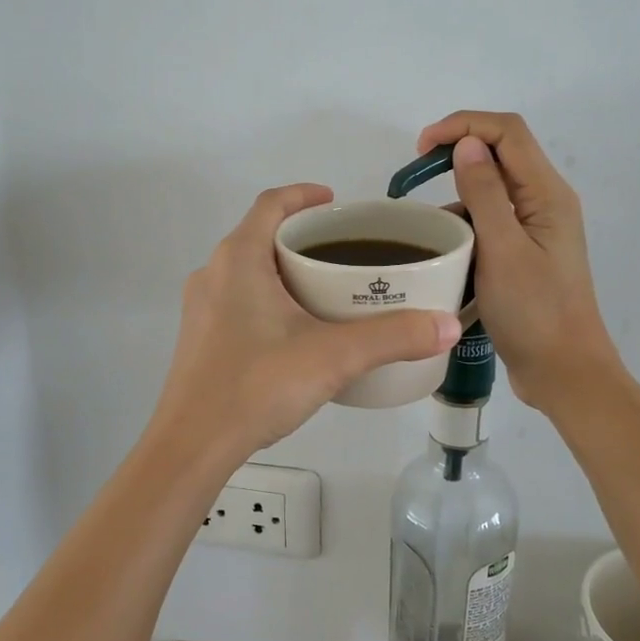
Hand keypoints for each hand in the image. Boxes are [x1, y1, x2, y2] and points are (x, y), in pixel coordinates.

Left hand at [148, 184, 461, 462]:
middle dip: (302, 236)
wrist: (192, 445)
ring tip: (326, 289)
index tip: (336, 203)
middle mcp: (213, 272)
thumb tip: (447, 325)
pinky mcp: (198, 338)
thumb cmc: (257, 385)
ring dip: (284, 269)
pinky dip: (268, 297)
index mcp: (239, 258)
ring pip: (247, 269)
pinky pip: (237, 299)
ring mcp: (200, 307)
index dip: (304, 195)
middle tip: (345, 252)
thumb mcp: (334, 356)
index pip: (271, 203)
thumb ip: (393, 337)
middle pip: (260, 235)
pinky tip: (295, 331)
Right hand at [415, 112, 620, 409]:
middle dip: (456, 153)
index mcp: (547, 194)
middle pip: (502, 153)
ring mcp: (536, 229)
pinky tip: (444, 247)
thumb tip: (467, 143)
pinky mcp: (526, 253)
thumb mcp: (502, 250)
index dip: (463, 126)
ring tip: (425, 221)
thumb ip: (484, 193)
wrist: (564, 371)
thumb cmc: (534, 313)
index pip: (507, 133)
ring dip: (458, 193)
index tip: (420, 149)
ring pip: (494, 189)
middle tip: (414, 176)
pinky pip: (492, 221)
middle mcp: (545, 202)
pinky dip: (466, 224)